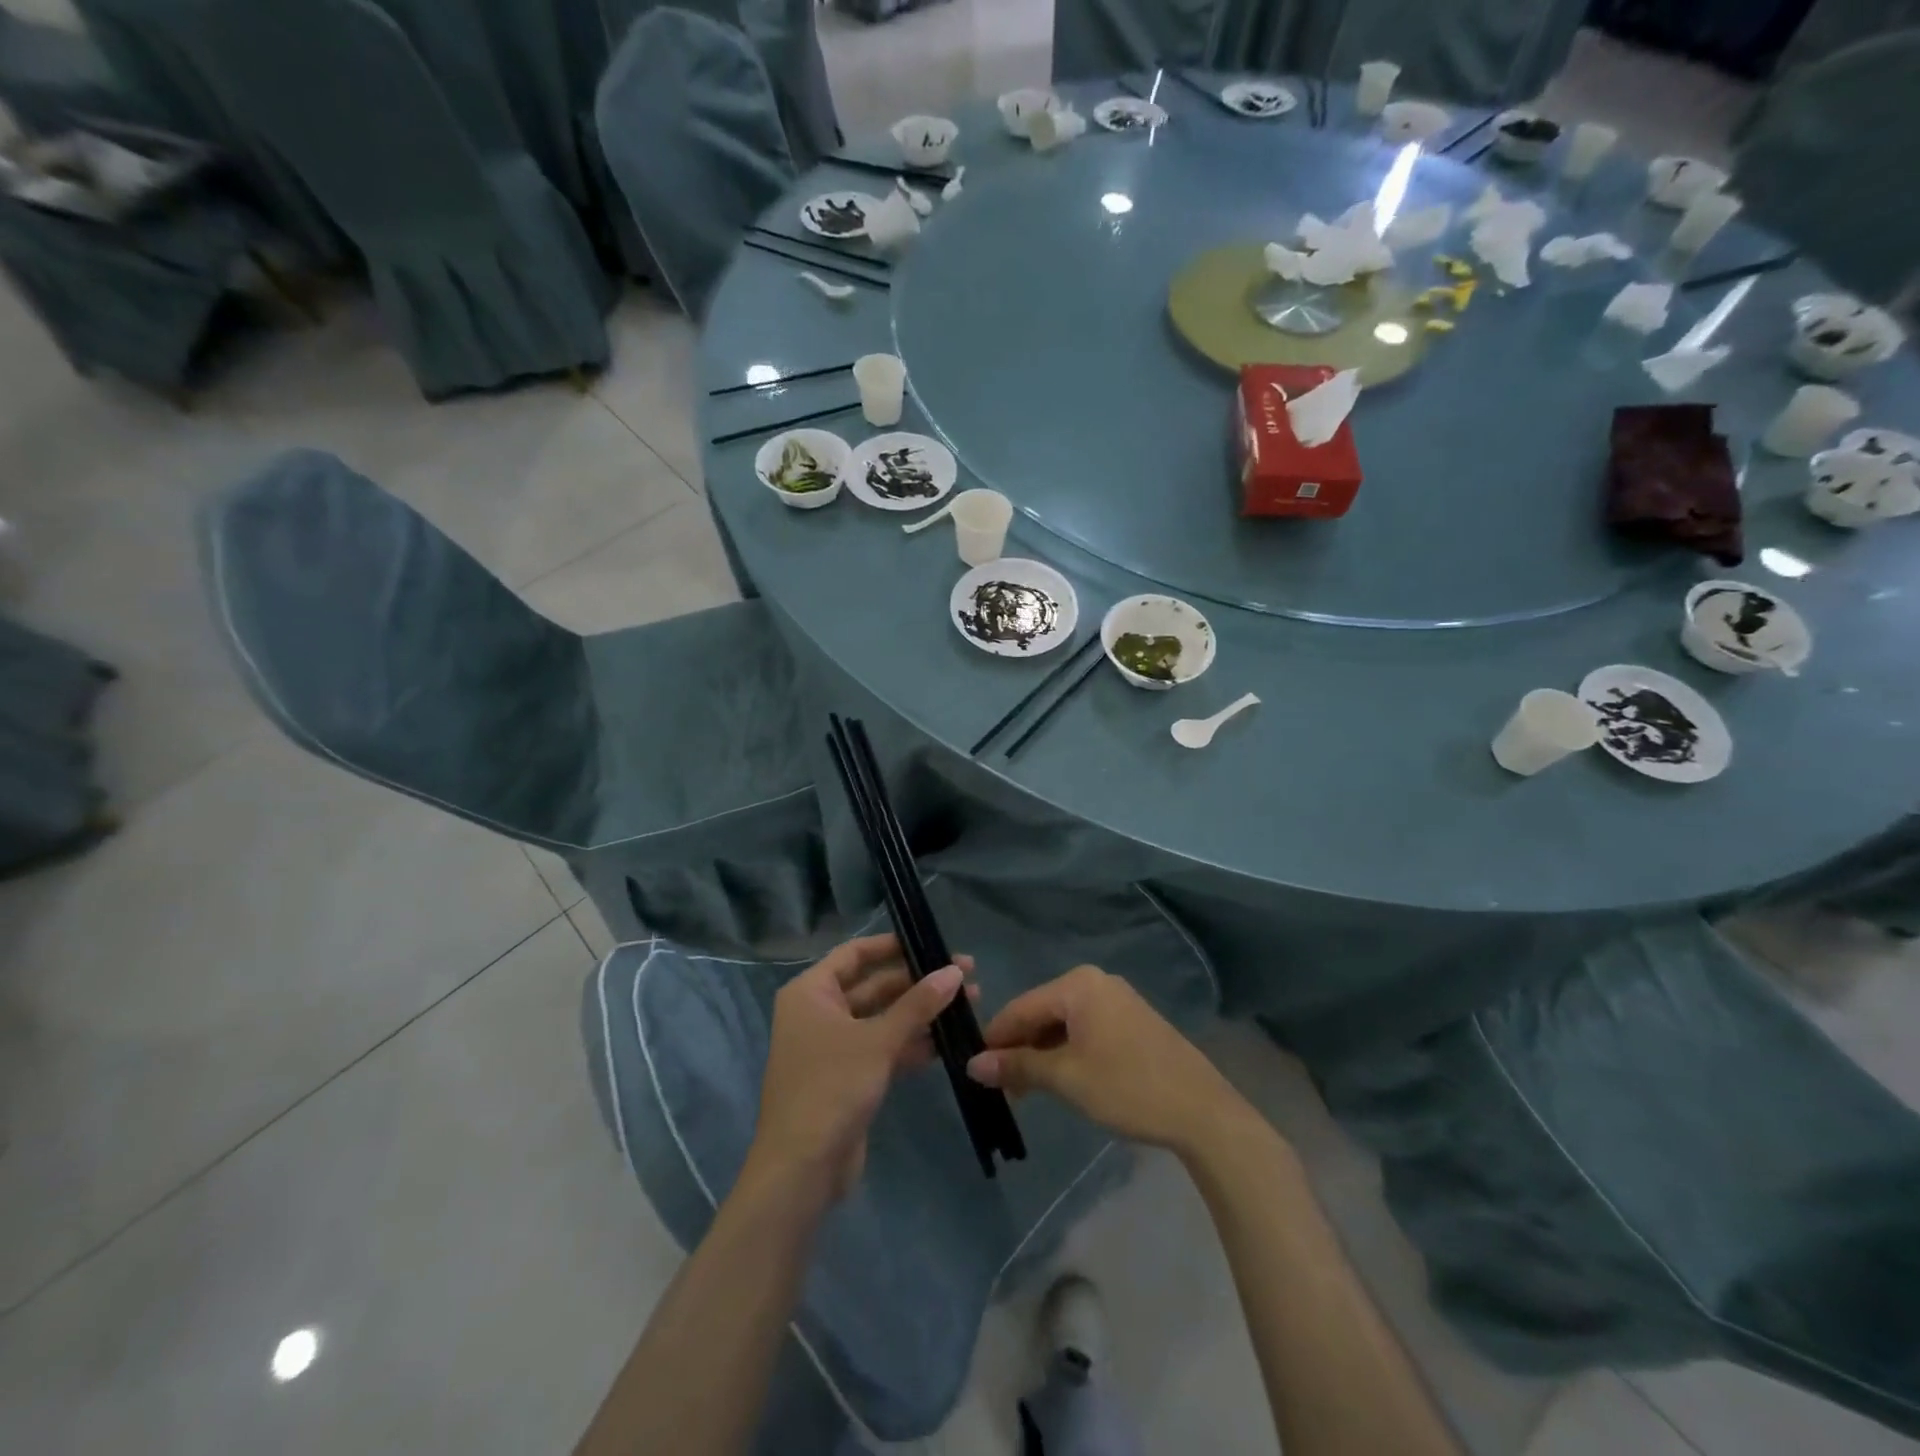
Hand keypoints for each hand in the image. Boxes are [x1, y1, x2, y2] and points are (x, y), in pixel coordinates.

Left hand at [748, 933, 973, 1201]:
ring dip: (921, 1013)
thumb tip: (955, 971)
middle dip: (918, 982)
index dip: (893, 945)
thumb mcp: (878, 1040)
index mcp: (812, 992)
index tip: (932, 942)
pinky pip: (884, 1048)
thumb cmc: (831, 1088)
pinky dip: (912, 1043)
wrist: (802, 1169)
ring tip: (969, 1005)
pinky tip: (949, 1042)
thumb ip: (918, 1004)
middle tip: (966, 976)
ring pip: (883, 1018)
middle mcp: (820, 1012)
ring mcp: (834, 1046)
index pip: (855, 953)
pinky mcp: (849, 1077)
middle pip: (874, 985)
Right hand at [966, 965, 1242, 1151]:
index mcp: (1078, 985)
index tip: (975, 1070)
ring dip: (1043, 1053)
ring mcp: (1117, 999)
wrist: (1202, 1111)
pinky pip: (1086, 1029)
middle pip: (1042, 1012)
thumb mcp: (1066, 1079)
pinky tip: (1062, 1079)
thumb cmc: (1127, 1087)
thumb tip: (973, 1065)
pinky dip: (1068, 1051)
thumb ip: (1018, 1067)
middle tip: (1002, 1088)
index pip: (1020, 1007)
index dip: (995, 1039)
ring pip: (1063, 1023)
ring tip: (1028, 1091)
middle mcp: (1096, 982)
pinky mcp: (1132, 1020)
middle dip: (1020, 1048)